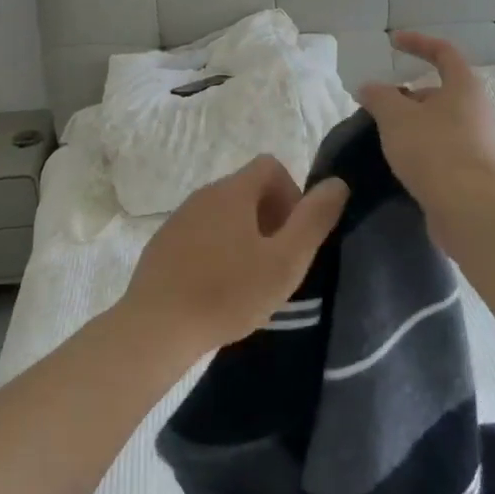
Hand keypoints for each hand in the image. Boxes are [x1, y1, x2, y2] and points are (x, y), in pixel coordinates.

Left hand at [122, 157, 348, 352]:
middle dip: (271, 218)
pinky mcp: (163, 244)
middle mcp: (204, 194)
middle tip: (277, 262)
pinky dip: (218, 250)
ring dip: (244, 236)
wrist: (156, 327)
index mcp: (233, 191)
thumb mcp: (285, 261)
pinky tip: (218, 288)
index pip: (271, 166)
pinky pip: (201, 234)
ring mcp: (179, 219)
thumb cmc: (228, 293)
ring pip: (224, 214)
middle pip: (248, 190)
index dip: (292, 195)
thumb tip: (337, 184)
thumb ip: (314, 220)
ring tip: (249, 280)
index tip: (293, 236)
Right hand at [357, 33, 494, 226]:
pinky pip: (442, 149)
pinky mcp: (472, 170)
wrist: (470, 208)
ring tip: (383, 137)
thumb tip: (369, 87)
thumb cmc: (434, 150)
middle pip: (439, 92)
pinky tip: (400, 163)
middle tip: (379, 108)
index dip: (418, 43)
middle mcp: (477, 109)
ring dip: (412, 125)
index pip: (443, 52)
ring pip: (439, 123)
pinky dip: (420, 149)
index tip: (393, 43)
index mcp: (464, 86)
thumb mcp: (395, 117)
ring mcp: (478, 141)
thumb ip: (379, 97)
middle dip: (407, 96)